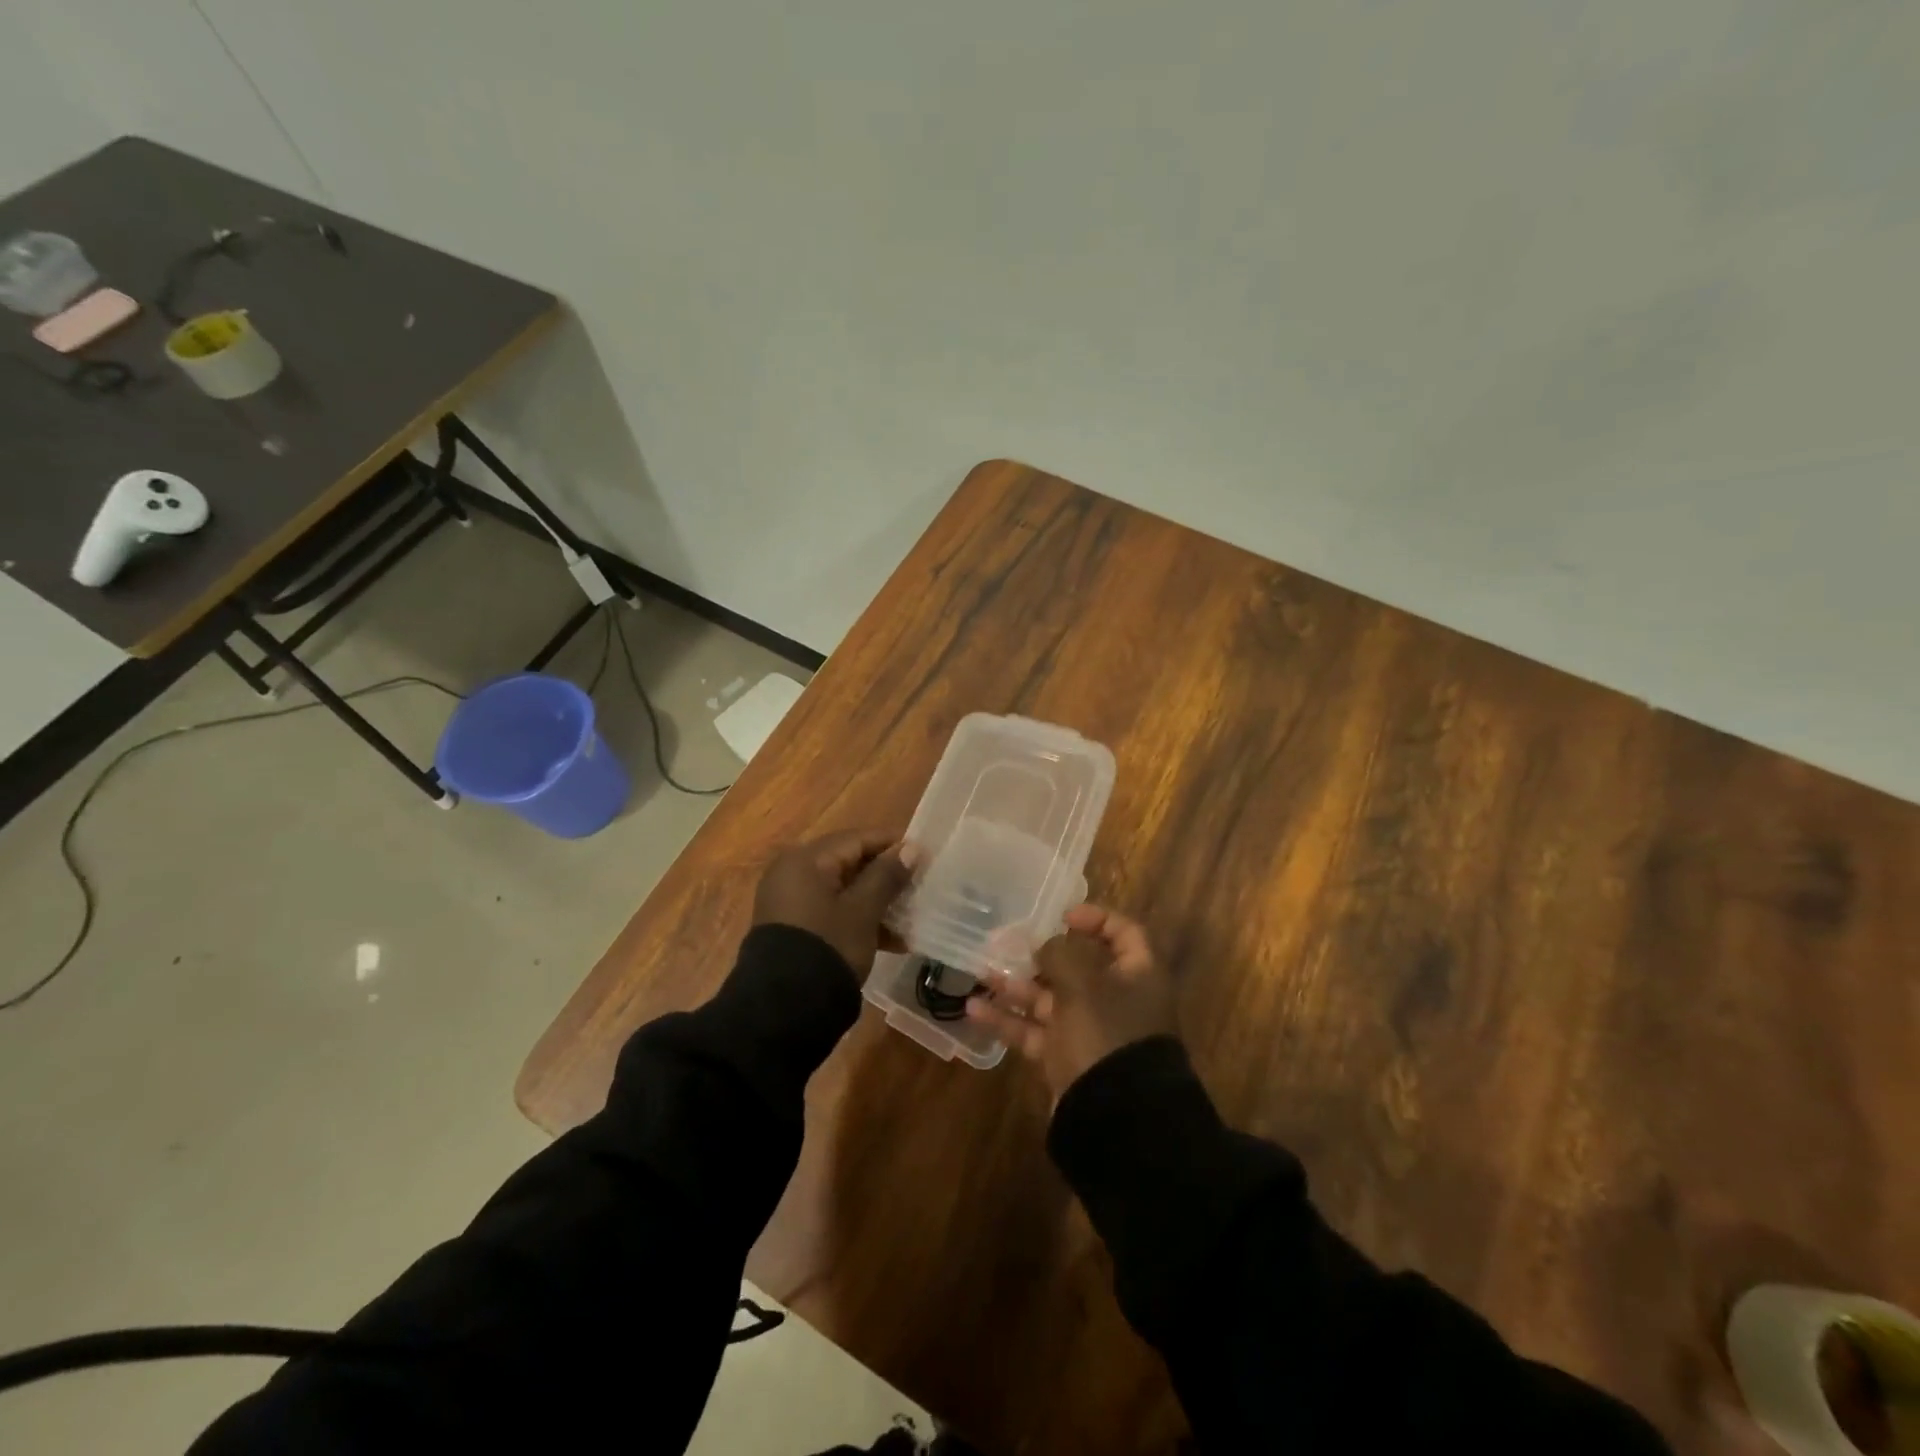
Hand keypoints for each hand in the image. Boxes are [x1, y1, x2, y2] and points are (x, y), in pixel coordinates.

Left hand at [752, 830, 915, 974]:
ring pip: (843, 890)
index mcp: (806, 860)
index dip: (892, 845)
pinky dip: (858, 919)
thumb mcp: (863, 911)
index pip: (857, 839)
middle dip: (885, 877)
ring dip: (876, 902)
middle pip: (849, 864)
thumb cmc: (828, 946)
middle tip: (919, 886)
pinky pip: (832, 912)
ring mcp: (790, 902)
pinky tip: (892, 941)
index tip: (924, 855)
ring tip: (910, 917)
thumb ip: (887, 876)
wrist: (784, 1008)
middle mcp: (792, 873)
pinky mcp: (794, 928)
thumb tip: (910, 848)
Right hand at [965, 904, 1176, 1103]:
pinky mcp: (1066, 1057)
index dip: (1096, 919)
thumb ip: (1060, 955)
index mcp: (1136, 975)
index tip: (1061, 917)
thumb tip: (1044, 944)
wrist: (1116, 1117)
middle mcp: (1116, 999)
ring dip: (1016, 986)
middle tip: (1005, 943)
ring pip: (1050, 999)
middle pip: (1079, 967)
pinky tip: (974, 1009)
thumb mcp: (1083, 985)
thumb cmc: (1105, 1033)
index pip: (1124, 934)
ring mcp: (1090, 1030)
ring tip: (980, 971)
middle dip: (1040, 955)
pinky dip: (1008, 1020)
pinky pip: (1035, 1031)